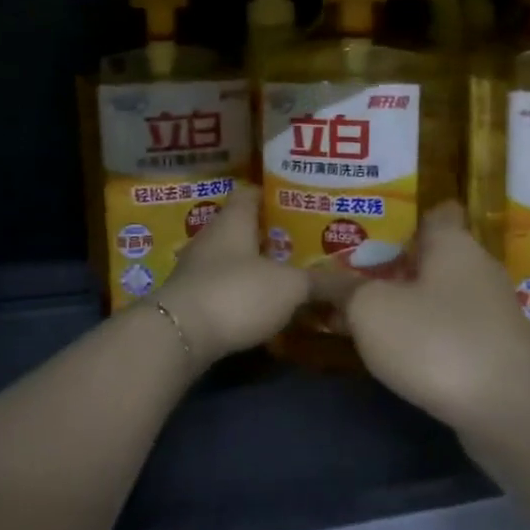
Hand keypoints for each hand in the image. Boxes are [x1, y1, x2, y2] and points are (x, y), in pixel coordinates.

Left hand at [155, 185, 307, 369]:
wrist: (180, 335)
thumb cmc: (237, 293)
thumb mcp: (289, 287)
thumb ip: (318, 281)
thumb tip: (349, 280)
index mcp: (233, 221)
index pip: (251, 194)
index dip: (273, 195)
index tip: (298, 202)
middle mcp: (210, 238)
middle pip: (242, 228)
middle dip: (270, 236)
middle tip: (303, 244)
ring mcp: (196, 270)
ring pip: (232, 259)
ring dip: (256, 267)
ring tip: (289, 276)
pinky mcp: (190, 299)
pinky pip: (223, 287)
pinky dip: (243, 292)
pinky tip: (262, 306)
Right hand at [338, 202, 529, 435]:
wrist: (507, 411)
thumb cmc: (436, 341)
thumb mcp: (371, 310)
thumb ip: (344, 289)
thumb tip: (321, 277)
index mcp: (453, 243)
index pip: (436, 211)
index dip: (406, 216)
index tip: (373, 228)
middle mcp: (478, 269)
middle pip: (434, 257)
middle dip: (396, 265)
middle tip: (352, 274)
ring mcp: (492, 312)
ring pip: (442, 295)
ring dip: (409, 303)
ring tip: (366, 313)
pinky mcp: (496, 350)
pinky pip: (452, 329)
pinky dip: (427, 335)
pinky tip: (400, 352)